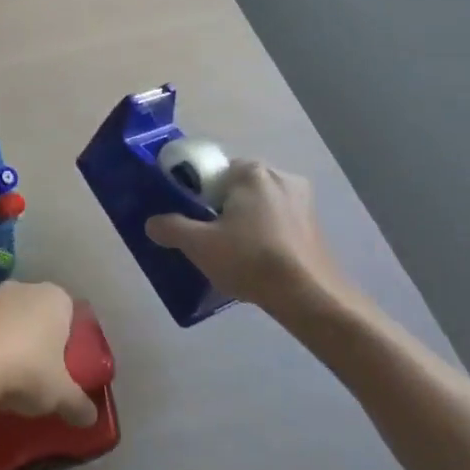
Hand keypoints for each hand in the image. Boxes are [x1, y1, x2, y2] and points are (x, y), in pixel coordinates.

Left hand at [0, 281, 97, 426]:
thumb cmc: (28, 368)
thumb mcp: (61, 394)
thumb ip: (79, 404)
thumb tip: (91, 417)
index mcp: (56, 298)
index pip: (71, 314)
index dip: (71, 341)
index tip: (68, 368)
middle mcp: (26, 288)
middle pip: (40, 316)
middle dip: (41, 341)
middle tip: (43, 375)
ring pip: (12, 322)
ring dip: (13, 344)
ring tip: (13, 380)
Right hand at [146, 160, 365, 325]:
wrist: (310, 297)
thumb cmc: (251, 260)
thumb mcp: (199, 245)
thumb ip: (170, 228)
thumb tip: (152, 223)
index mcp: (252, 171)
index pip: (213, 172)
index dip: (198, 195)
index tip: (194, 220)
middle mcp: (281, 176)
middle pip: (237, 188)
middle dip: (223, 210)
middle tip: (210, 239)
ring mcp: (303, 201)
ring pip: (260, 206)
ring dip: (246, 223)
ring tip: (234, 254)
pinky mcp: (316, 225)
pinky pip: (279, 221)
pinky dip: (266, 235)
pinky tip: (259, 262)